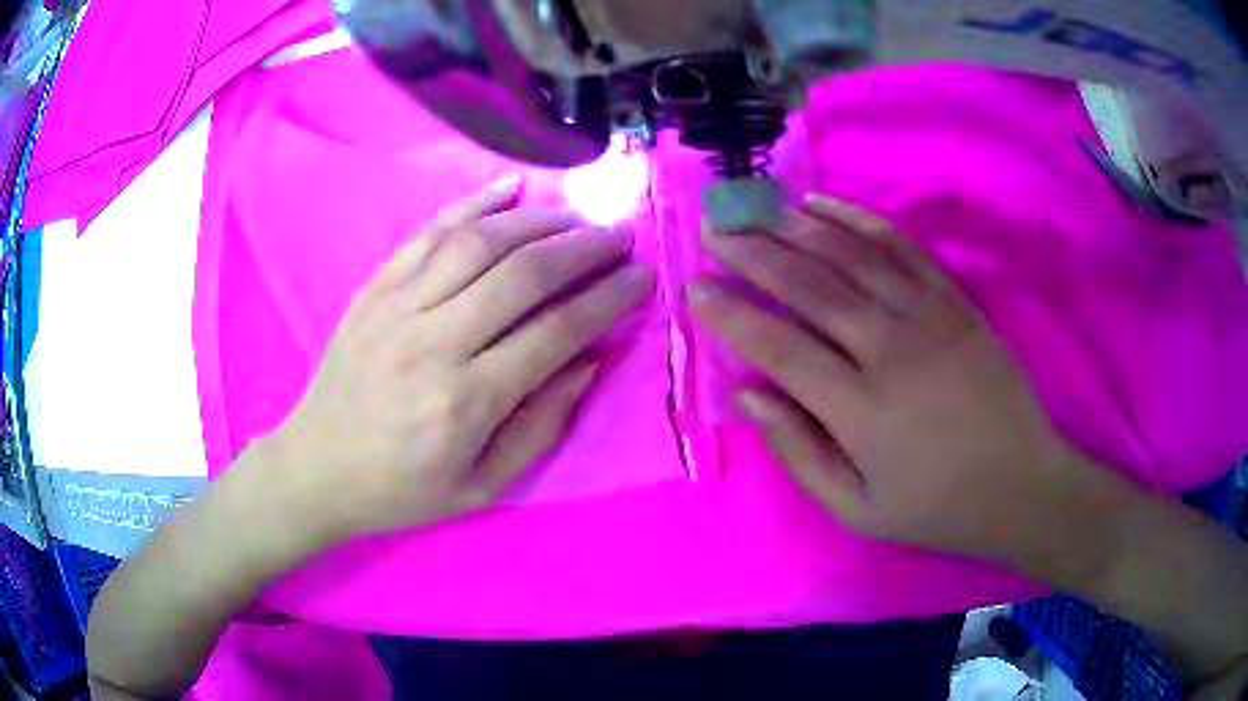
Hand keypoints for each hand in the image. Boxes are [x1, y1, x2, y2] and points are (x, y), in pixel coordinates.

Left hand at [268, 176, 654, 544]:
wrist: (317, 469)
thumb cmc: (402, 489)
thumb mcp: (484, 486)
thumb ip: (543, 425)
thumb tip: (589, 359)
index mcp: (466, 401)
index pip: (556, 330)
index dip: (608, 298)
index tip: (641, 277)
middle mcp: (434, 342)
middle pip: (523, 273)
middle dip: (583, 248)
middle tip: (618, 237)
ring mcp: (397, 307)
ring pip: (479, 242)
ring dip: (538, 221)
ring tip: (575, 218)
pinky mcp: (373, 289)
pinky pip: (428, 233)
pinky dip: (472, 202)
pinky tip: (510, 187)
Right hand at [690, 194, 1124, 568]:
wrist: (1021, 485)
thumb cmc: (936, 508)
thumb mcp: (857, 510)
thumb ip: (799, 451)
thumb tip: (749, 396)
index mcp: (860, 409)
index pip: (780, 347)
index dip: (732, 317)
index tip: (696, 291)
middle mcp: (889, 349)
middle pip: (810, 287)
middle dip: (754, 255)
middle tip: (715, 232)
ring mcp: (927, 316)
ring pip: (850, 257)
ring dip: (797, 228)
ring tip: (756, 209)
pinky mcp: (954, 301)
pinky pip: (900, 248)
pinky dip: (858, 220)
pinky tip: (824, 205)